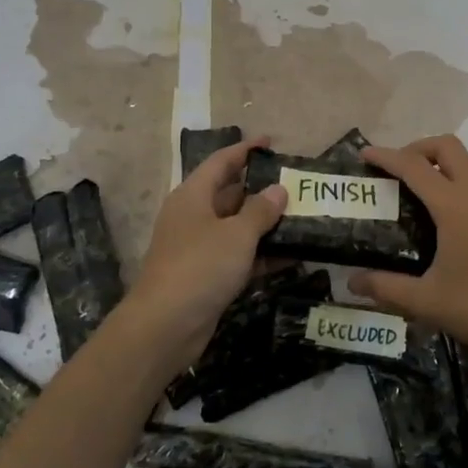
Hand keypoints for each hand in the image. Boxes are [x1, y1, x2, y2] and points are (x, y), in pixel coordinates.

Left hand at [119, 138, 286, 371]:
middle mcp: (193, 216)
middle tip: (295, 185)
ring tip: (301, 218)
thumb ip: (260, 211)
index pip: (221, 162)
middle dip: (261, 189)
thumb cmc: (200, 267)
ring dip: (265, 224)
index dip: (245, 149)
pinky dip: (261, 254)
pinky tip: (292, 256)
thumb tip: (278, 189)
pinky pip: (238, 256)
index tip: (270, 141)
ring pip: (236, 227)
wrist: (165, 326)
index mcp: (193, 195)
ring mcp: (198, 248)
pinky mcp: (206, 276)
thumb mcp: (236, 235)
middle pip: (229, 193)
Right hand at [349, 136, 467, 366]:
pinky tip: (448, 214)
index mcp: (454, 206)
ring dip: (442, 161)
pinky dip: (459, 178)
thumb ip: (386, 288)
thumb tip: (352, 282)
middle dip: (417, 148)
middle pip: (447, 147)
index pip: (414, 167)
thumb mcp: (428, 302)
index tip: (364, 154)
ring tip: (419, 188)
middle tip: (396, 171)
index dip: (386, 156)